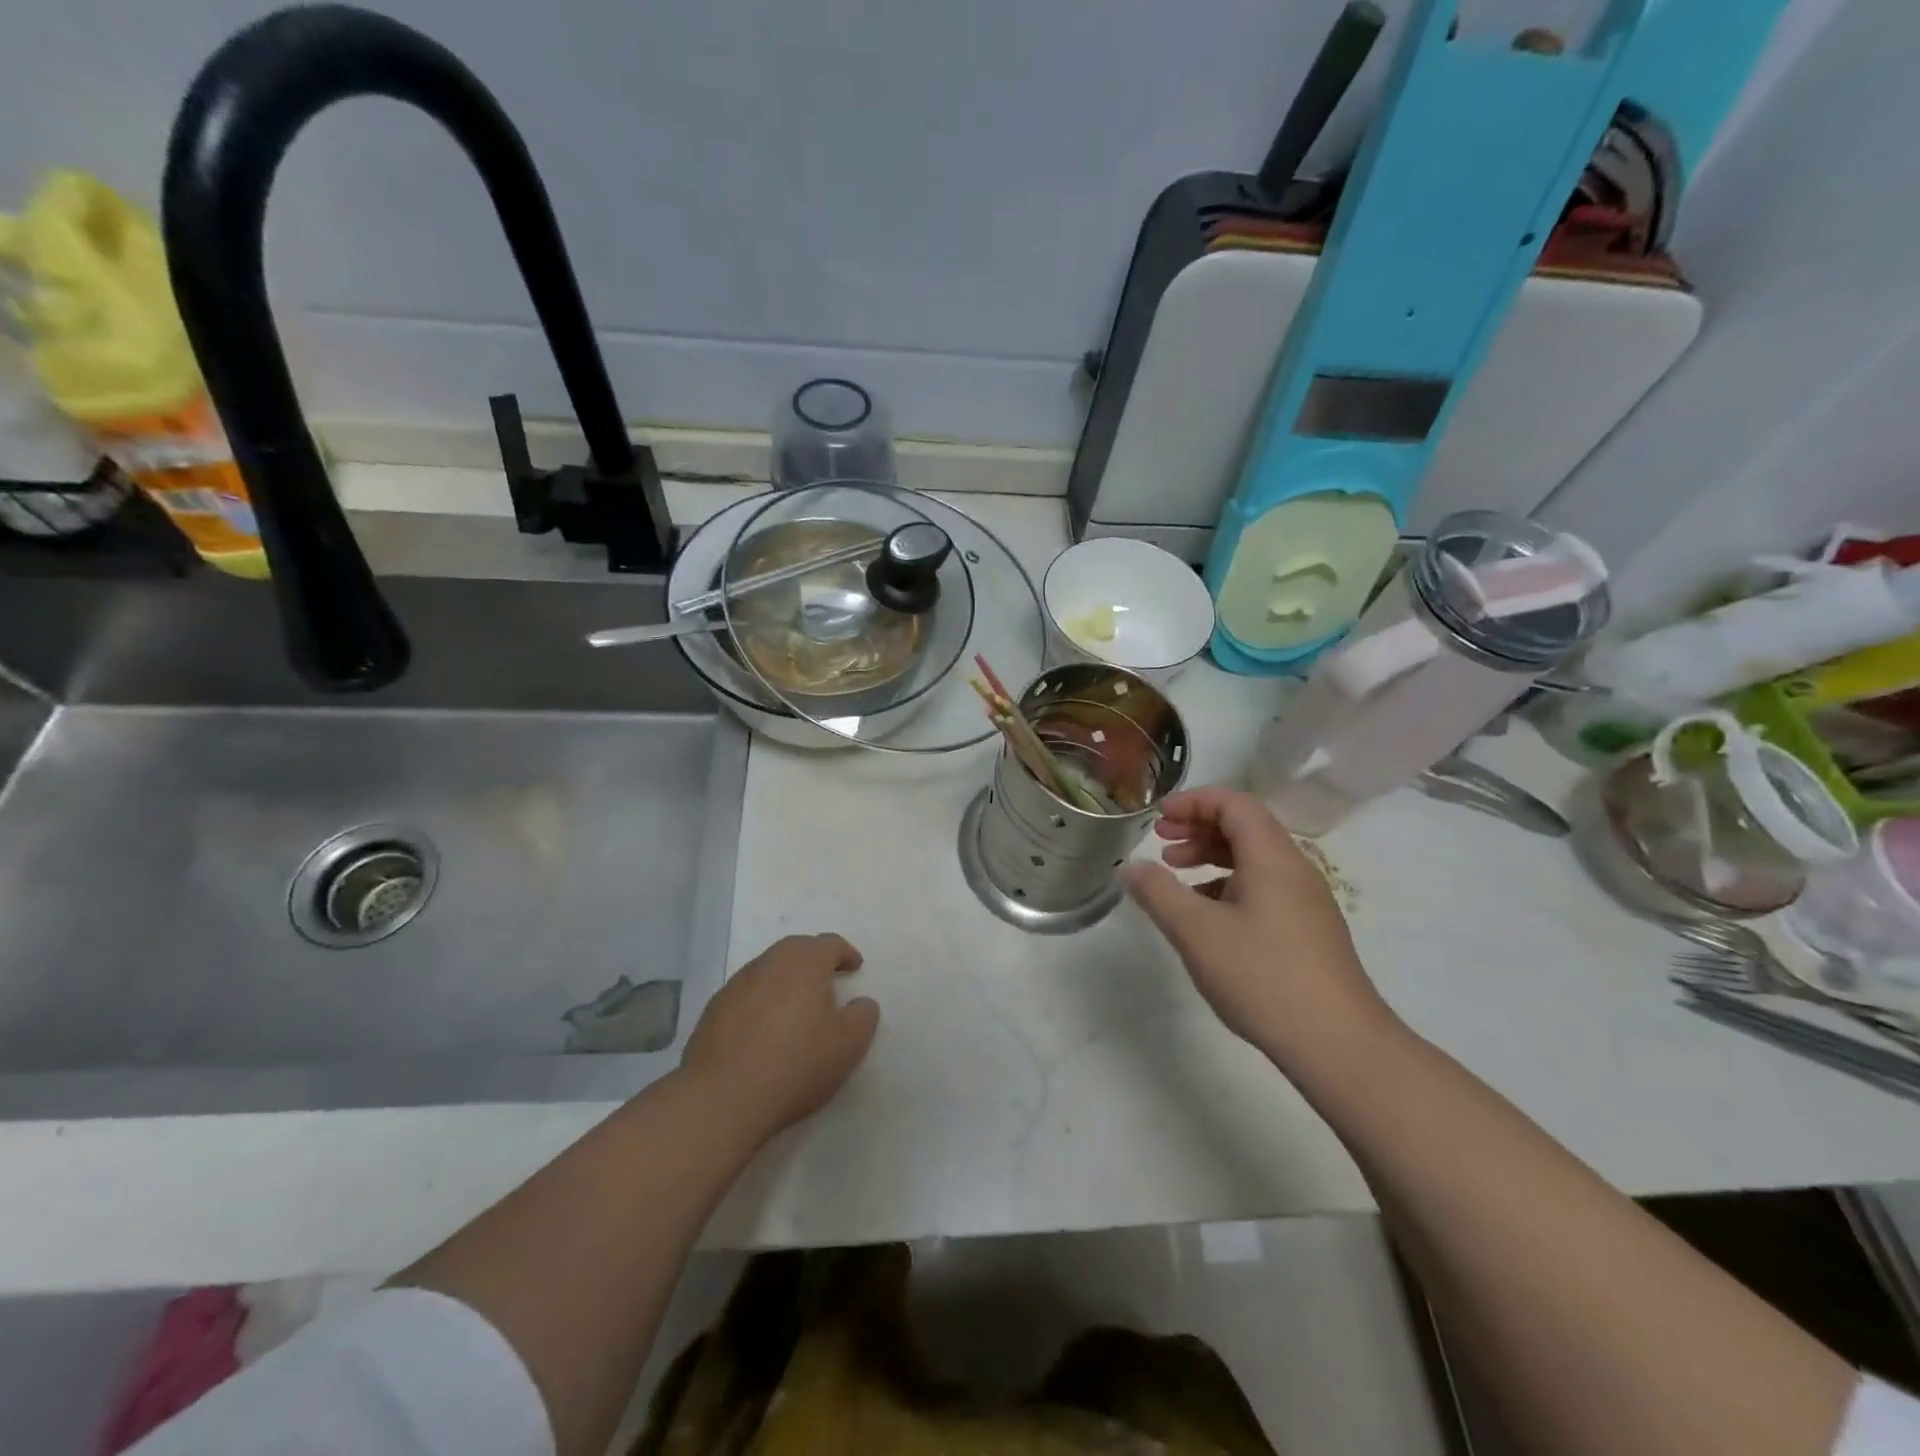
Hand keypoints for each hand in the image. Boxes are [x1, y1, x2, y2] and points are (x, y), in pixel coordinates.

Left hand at [682, 933, 879, 1138]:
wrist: (723, 1097)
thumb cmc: (797, 1062)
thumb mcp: (849, 1043)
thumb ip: (863, 1015)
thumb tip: (860, 1003)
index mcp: (804, 960)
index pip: (830, 944)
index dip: (846, 954)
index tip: (855, 968)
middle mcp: (768, 962)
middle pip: (796, 951)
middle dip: (814, 963)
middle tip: (828, 984)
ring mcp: (736, 985)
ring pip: (769, 972)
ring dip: (785, 984)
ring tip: (796, 1011)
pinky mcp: (713, 1011)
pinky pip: (746, 997)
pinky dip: (761, 1005)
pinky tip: (764, 1033)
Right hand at [1123, 788, 1391, 1062]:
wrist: (1338, 1044)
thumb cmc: (1263, 976)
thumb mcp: (1196, 932)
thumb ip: (1158, 892)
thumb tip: (1132, 866)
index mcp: (1272, 858)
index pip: (1234, 803)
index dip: (1193, 802)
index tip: (1158, 818)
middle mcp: (1294, 870)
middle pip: (1245, 827)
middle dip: (1198, 827)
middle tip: (1160, 843)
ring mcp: (1306, 901)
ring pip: (1254, 859)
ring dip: (1211, 856)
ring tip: (1176, 875)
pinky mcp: (1308, 930)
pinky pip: (1264, 887)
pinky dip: (1228, 885)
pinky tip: (1207, 916)